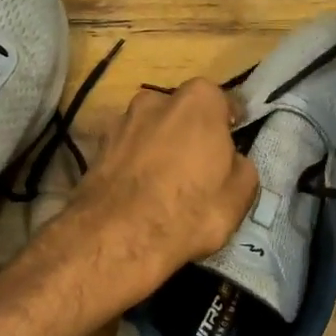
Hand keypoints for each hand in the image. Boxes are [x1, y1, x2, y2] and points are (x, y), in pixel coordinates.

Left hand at [62, 80, 258, 301]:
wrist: (119, 236)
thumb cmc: (191, 209)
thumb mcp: (240, 195)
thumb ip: (240, 167)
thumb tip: (231, 161)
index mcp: (198, 101)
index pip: (222, 101)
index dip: (229, 123)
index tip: (232, 140)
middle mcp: (156, 100)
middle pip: (180, 111)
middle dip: (189, 131)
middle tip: (196, 163)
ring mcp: (121, 122)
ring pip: (149, 129)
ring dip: (157, 145)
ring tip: (163, 180)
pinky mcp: (96, 148)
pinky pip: (126, 151)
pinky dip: (133, 164)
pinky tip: (137, 191)